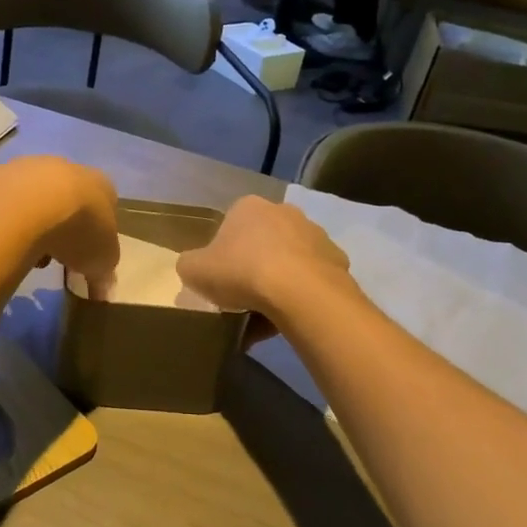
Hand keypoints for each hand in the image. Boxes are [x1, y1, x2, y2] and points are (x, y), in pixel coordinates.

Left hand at [0, 157, 119, 298]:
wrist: (23, 208)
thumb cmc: (76, 229)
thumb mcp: (102, 261)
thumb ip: (103, 272)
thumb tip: (100, 287)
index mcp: (99, 183)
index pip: (104, 204)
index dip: (96, 232)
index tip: (85, 256)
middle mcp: (64, 166)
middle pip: (66, 198)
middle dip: (61, 225)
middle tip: (55, 254)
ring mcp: (25, 167)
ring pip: (31, 197)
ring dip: (31, 222)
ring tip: (24, 253)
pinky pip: (0, 202)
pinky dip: (2, 220)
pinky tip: (0, 241)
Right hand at [177, 197, 349, 322]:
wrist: (300, 292)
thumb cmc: (242, 272)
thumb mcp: (194, 270)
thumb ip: (189, 265)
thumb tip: (195, 268)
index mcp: (248, 207)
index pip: (229, 227)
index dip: (222, 256)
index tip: (221, 282)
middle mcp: (283, 211)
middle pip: (261, 243)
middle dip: (252, 268)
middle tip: (242, 299)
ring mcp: (315, 234)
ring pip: (288, 261)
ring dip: (277, 283)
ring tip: (267, 317)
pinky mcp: (337, 260)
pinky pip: (310, 279)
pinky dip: (300, 296)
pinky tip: (289, 319)